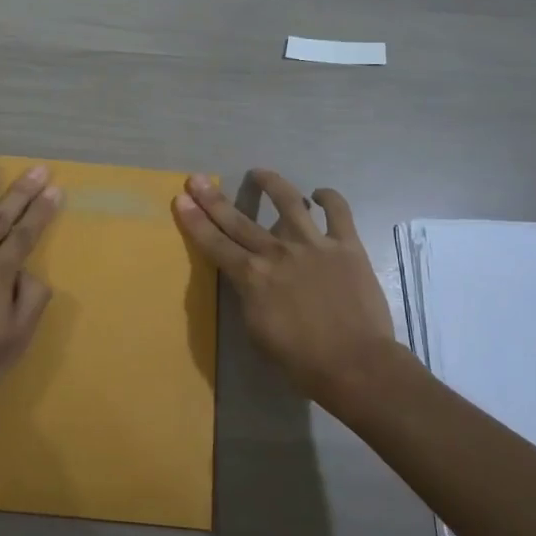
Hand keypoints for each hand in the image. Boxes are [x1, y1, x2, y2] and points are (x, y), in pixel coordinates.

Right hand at [174, 169, 397, 407]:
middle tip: (197, 179)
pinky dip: (329, 198)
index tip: (181, 199)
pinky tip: (320, 193)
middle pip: (239, 220)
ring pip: (289, 202)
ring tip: (258, 172)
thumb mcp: (257, 332)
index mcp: (252, 276)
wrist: (355, 364)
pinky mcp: (346, 245)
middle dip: (213, 199)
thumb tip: (249, 279)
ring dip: (271, 183)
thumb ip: (248, 298)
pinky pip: (338, 212)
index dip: (195, 221)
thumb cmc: (301, 360)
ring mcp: (314, 244)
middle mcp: (277, 252)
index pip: (215, 244)